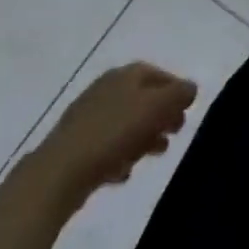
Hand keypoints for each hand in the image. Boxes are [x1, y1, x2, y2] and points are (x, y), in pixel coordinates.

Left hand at [34, 62, 197, 204]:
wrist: (58, 173)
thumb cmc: (114, 132)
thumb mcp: (157, 106)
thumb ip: (180, 94)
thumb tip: (190, 89)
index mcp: (126, 74)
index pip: (160, 75)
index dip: (177, 91)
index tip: (188, 112)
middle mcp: (106, 88)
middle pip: (143, 99)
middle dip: (161, 116)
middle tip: (174, 133)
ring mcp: (87, 117)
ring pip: (126, 123)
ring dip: (143, 137)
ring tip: (153, 154)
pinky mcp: (75, 145)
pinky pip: (107, 146)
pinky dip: (119, 155)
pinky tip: (124, 172)